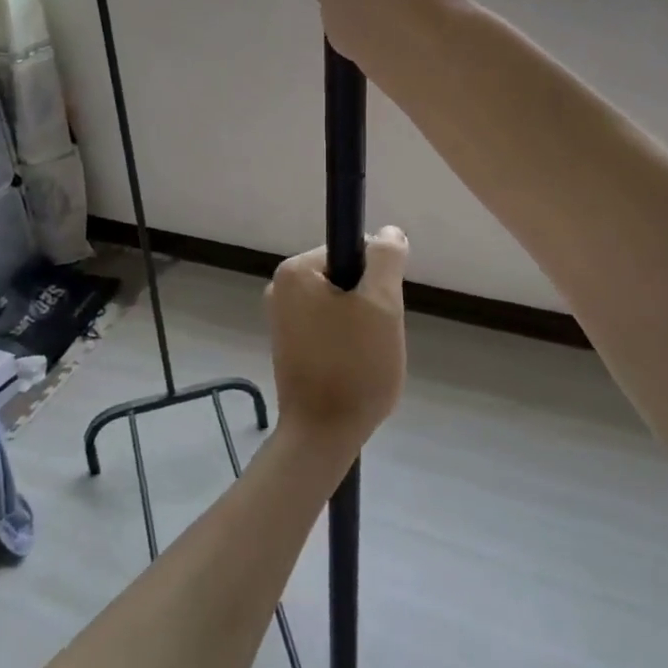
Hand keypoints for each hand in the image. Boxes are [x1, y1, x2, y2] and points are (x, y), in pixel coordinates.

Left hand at [266, 226, 410, 452]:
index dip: (377, 278)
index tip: (381, 312)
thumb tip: (388, 233)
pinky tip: (351, 367)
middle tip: (375, 338)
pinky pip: (327, 327)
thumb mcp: (382, 304)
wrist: (323, 434)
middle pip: (345, 277)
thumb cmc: (355, 366)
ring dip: (360, 324)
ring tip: (364, 356)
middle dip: (368, 303)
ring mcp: (281, 318)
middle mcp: (280, 287)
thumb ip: (386, 259)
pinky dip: (345, 340)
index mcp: (294, 271)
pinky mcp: (288, 344)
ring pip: (340, 304)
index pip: (353, 250)